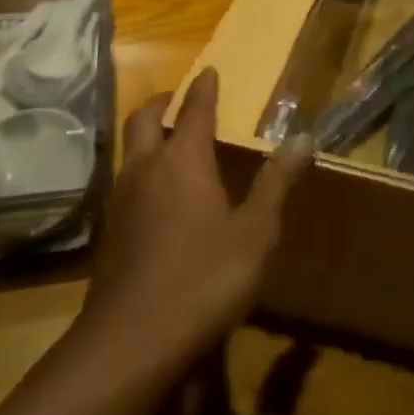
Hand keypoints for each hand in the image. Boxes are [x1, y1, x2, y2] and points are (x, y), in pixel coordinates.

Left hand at [81, 68, 310, 366]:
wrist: (130, 343)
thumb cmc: (203, 278)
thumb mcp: (255, 232)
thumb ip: (276, 183)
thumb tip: (302, 137)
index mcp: (184, 160)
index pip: (195, 109)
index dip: (204, 88)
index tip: (210, 71)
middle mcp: (147, 169)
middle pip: (146, 120)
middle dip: (163, 102)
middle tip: (179, 98)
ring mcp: (122, 202)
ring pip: (130, 151)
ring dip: (148, 135)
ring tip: (171, 140)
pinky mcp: (110, 234)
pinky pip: (126, 183)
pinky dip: (142, 170)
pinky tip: (158, 195)